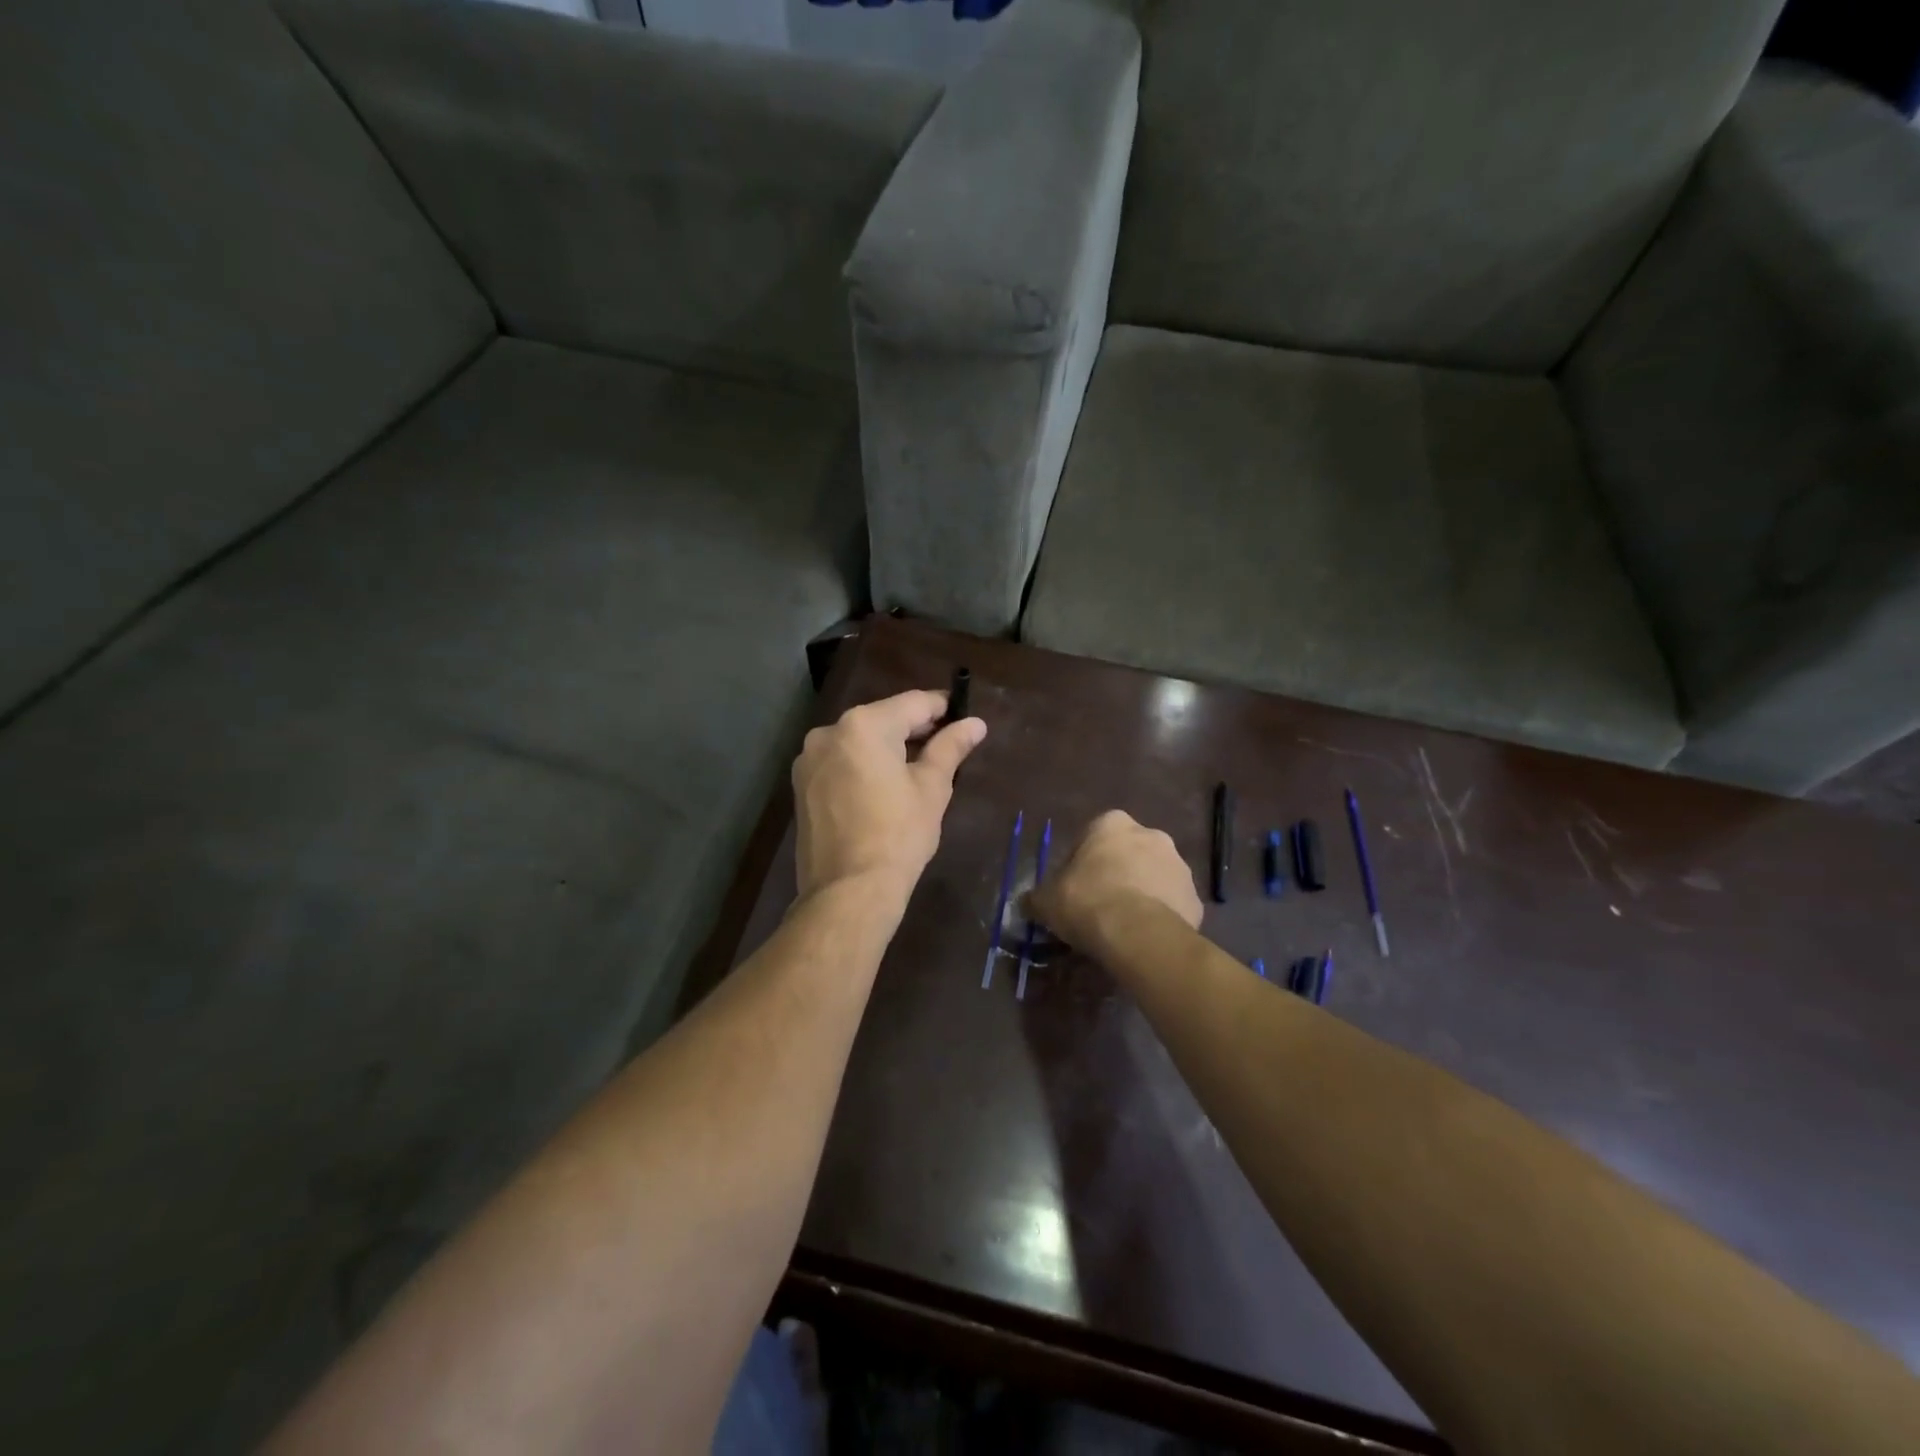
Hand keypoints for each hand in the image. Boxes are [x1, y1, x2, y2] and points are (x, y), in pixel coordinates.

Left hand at [792, 689, 986, 903]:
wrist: (848, 890)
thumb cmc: (898, 834)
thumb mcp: (932, 787)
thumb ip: (951, 747)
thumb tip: (976, 723)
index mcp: (864, 725)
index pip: (914, 703)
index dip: (943, 707)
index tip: (963, 716)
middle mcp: (829, 732)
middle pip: (883, 719)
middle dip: (914, 729)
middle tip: (946, 746)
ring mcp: (809, 759)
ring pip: (859, 742)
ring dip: (887, 748)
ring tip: (917, 770)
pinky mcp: (801, 786)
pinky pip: (840, 763)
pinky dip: (863, 766)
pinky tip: (883, 788)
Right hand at [1031, 810, 1202, 954]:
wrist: (1138, 934)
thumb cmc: (1087, 901)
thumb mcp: (1046, 900)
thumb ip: (1038, 897)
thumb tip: (1029, 902)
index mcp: (1112, 824)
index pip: (1090, 837)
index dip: (1080, 864)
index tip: (1073, 889)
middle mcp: (1151, 834)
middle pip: (1126, 854)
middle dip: (1115, 874)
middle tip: (1098, 906)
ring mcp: (1179, 865)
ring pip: (1153, 877)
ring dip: (1140, 893)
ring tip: (1123, 927)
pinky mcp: (1195, 898)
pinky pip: (1172, 905)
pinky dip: (1160, 917)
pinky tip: (1144, 939)